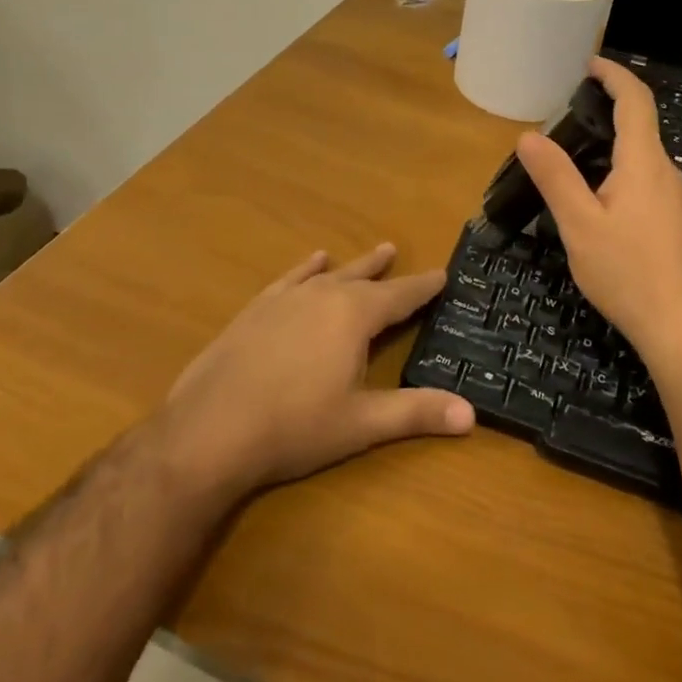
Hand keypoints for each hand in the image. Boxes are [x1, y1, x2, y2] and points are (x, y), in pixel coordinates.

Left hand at [158, 244, 473, 499]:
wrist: (210, 428)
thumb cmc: (295, 426)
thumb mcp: (362, 423)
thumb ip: (417, 413)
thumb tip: (472, 415)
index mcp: (354, 316)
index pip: (399, 296)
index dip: (423, 287)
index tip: (442, 274)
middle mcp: (322, 296)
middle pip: (363, 278)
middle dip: (386, 271)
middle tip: (399, 253)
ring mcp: (285, 299)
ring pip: (328, 274)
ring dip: (352, 265)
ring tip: (372, 252)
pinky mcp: (256, 310)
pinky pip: (290, 279)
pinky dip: (306, 269)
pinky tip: (312, 262)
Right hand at [517, 58, 681, 363]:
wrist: (681, 327)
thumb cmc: (628, 272)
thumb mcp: (579, 224)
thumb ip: (555, 177)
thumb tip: (528, 136)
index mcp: (644, 163)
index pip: (636, 101)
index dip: (614, 75)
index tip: (589, 63)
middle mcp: (665, 172)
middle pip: (640, 125)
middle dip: (606, 110)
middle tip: (563, 114)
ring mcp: (674, 198)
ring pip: (641, 156)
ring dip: (610, 144)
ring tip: (570, 156)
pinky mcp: (674, 221)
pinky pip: (644, 180)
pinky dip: (618, 171)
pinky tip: (595, 199)